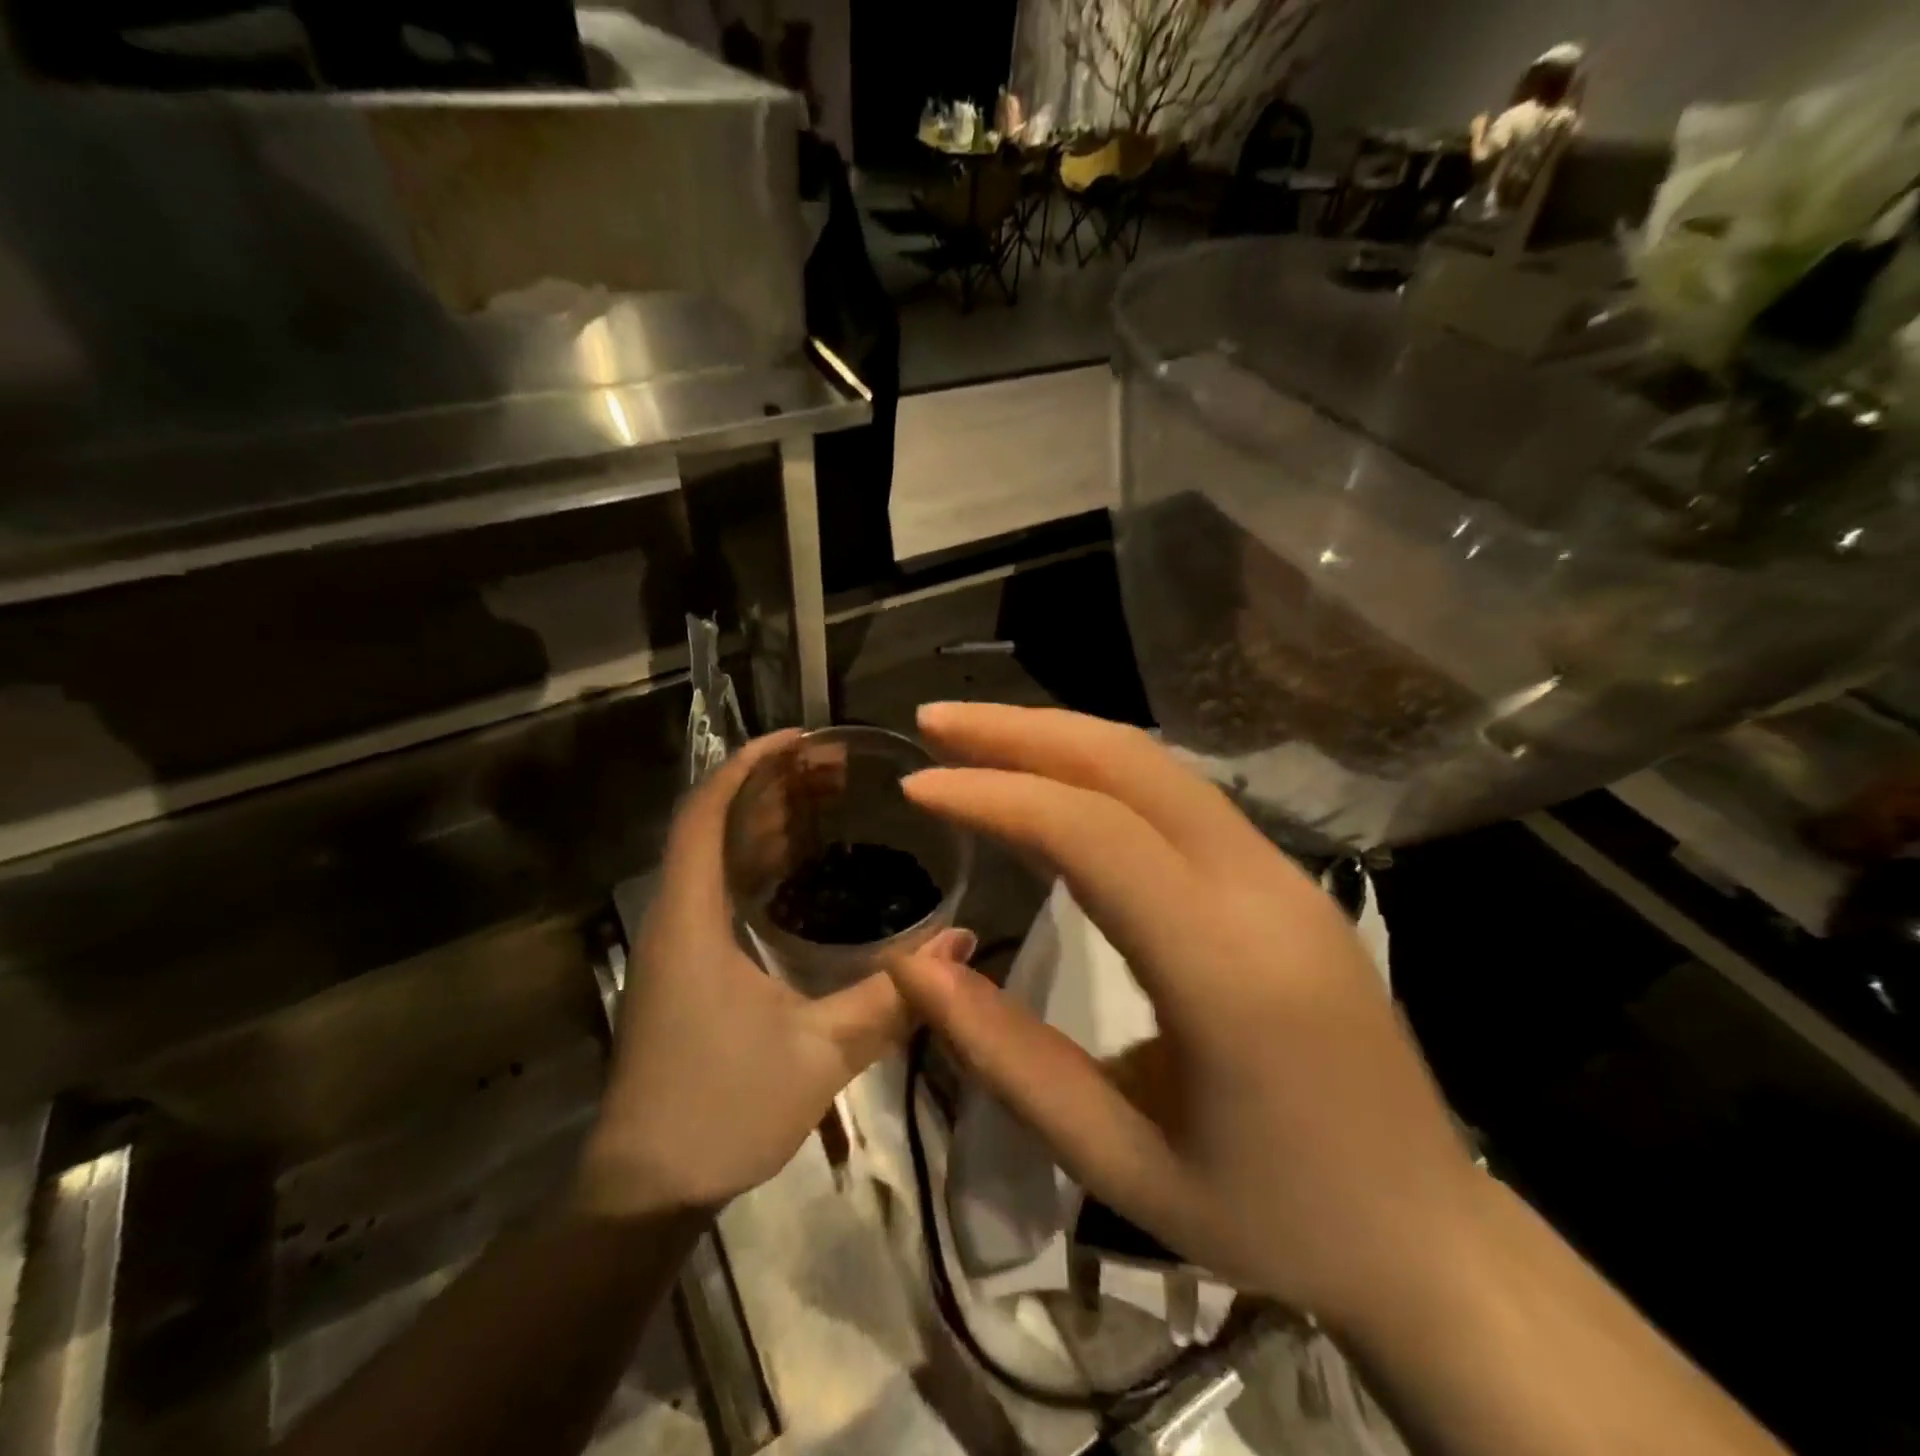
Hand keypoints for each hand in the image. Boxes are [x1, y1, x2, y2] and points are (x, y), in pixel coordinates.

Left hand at [578, 733, 950, 1213]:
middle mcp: (676, 917)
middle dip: (771, 786)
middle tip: (837, 768)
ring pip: (716, 857)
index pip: (706, 810)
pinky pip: (721, 891)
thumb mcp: (819, 1051)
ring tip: (829, 800)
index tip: (805, 740)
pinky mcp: (687, 968)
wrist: (645, 1193)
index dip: (750, 764)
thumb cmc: (721, 1111)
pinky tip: (805, 869)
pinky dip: (760, 864)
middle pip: (714, 823)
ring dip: (766, 822)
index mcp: (691, 917)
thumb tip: (962, 943)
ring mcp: (678, 944)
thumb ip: (892, 996)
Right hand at [884, 703, 1482, 1328]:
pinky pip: (1182, 796)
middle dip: (1022, 730)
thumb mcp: (1118, 1164)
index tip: (917, 786)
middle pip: (1131, 764)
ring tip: (977, 738)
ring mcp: (1284, 875)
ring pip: (1160, 766)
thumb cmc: (1270, 1221)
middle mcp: (1263, 892)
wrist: (1427, 1235)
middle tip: (935, 721)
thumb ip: (1006, 1058)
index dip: (996, 796)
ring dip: (1061, 737)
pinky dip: (1102, 769)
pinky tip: (1054, 780)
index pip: (1093, 836)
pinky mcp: (1286, 878)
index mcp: (1226, 972)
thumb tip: (911, 964)